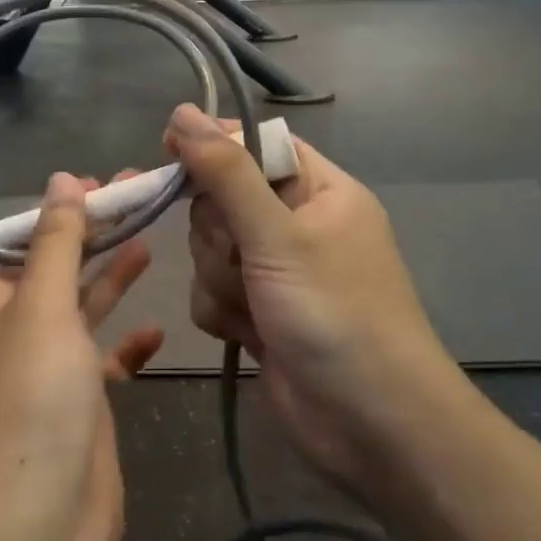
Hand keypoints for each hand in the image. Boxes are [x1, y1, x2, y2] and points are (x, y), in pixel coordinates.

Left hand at [0, 173, 162, 540]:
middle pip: (63, 271)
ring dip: (114, 279)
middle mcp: (20, 336)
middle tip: (142, 198)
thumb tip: (61, 180)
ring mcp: (53, 376)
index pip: (33, 242)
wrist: (26, 539)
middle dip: (97, 236)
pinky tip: (157, 331)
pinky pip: (108, 365)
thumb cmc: (29, 406)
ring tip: (151, 241)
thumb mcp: (41, 309)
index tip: (109, 184)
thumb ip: (57, 244)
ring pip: (86, 313)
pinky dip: (129, 346)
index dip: (69, 211)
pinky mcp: (84, 414)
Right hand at [165, 105, 470, 492]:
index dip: (213, 146)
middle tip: (243, 257)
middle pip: (222, 199)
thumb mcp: (278, 234)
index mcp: (319, 190)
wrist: (371, 428)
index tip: (169, 153)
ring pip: (210, 249)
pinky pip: (212, 290)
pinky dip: (222, 311)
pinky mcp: (259, 312)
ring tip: (254, 307)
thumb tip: (181, 112)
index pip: (255, 145)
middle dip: (220, 234)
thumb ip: (225, 172)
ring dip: (221, 278)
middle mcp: (297, 224)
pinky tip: (248, 335)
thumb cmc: (335, 314)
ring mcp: (276, 271)